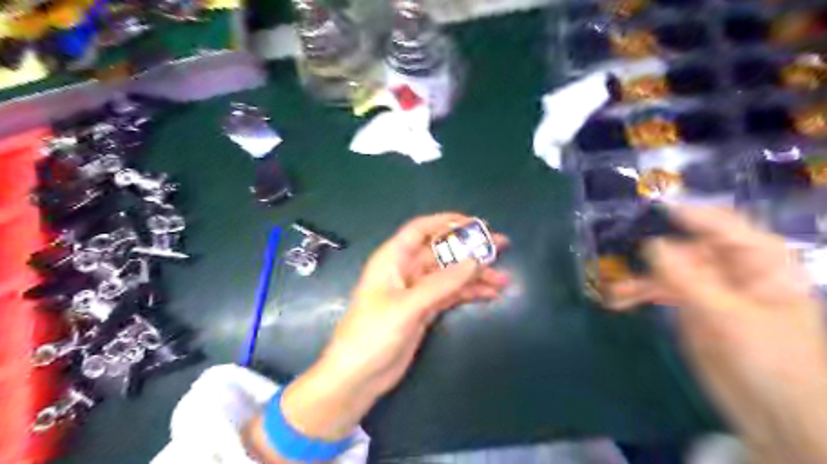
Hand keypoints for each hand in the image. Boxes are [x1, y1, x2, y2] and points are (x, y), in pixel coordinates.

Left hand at [322, 213, 510, 398]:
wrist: (357, 376)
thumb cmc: (373, 334)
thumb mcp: (408, 306)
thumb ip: (441, 283)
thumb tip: (474, 261)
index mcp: (393, 258)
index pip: (421, 229)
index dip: (447, 221)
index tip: (476, 224)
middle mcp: (405, 270)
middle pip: (441, 252)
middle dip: (469, 249)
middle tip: (501, 246)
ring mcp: (416, 291)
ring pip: (449, 275)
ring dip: (474, 275)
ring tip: (503, 279)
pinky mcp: (424, 310)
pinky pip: (450, 294)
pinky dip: (468, 293)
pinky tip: (489, 294)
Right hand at [601, 207, 826, 463]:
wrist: (773, 414)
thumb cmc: (770, 360)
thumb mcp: (727, 315)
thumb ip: (687, 279)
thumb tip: (650, 244)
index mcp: (760, 262)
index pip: (724, 226)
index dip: (690, 215)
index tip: (651, 209)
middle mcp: (732, 268)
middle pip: (686, 247)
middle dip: (653, 253)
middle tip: (621, 255)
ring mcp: (708, 288)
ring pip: (667, 270)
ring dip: (640, 278)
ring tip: (616, 291)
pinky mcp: (690, 307)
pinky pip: (659, 292)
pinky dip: (639, 295)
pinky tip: (619, 301)